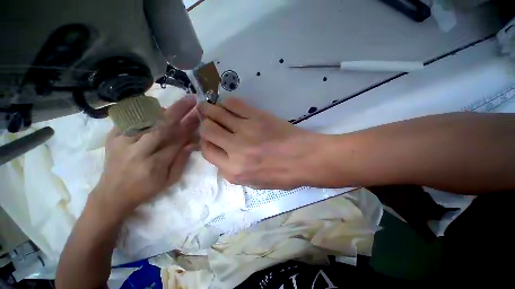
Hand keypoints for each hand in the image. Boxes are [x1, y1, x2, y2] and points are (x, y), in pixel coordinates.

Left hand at [91, 96, 199, 218]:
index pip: (177, 140)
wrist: (112, 194)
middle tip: (191, 99)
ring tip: (177, 106)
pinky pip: (131, 118)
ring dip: (164, 109)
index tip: (199, 116)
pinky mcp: (112, 137)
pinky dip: (146, 111)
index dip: (190, 126)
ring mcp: (122, 142)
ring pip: (146, 118)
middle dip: (179, 110)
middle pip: (161, 125)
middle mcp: (137, 150)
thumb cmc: (145, 189)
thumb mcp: (170, 180)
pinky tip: (156, 110)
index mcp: (154, 164)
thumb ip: (182, 160)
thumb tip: (193, 142)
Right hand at [199, 97, 324, 189]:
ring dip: (209, 109)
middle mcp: (235, 149)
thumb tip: (221, 157)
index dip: (204, 142)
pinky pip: (234, 104)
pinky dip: (227, 103)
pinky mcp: (257, 116)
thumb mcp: (254, 183)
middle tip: (206, 120)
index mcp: (234, 170)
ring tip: (209, 107)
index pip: (207, 151)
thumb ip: (233, 172)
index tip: (209, 138)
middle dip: (204, 123)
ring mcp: (246, 130)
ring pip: (217, 113)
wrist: (305, 159)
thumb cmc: (282, 175)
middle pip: (207, 129)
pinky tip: (228, 105)